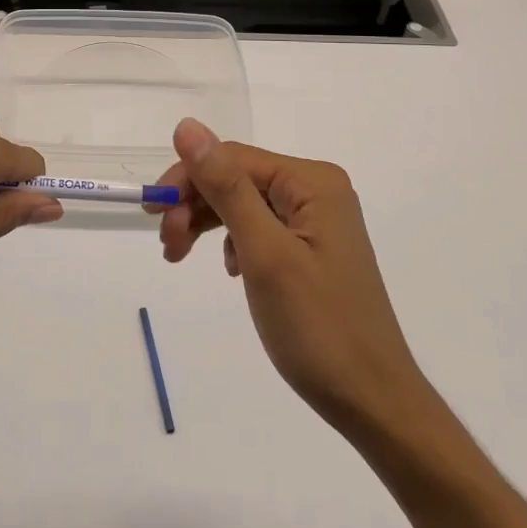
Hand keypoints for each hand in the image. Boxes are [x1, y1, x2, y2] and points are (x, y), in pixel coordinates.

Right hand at [155, 118, 428, 432]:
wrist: (372, 402)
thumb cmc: (318, 327)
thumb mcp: (264, 254)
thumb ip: (225, 187)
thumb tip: (186, 126)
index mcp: (312, 181)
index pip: (233, 158)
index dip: (187, 179)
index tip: (153, 217)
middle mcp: (317, 190)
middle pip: (237, 179)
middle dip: (195, 204)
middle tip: (168, 246)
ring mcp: (316, 220)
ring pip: (244, 203)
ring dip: (207, 224)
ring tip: (179, 256)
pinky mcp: (311, 248)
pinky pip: (259, 228)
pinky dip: (233, 243)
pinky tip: (229, 270)